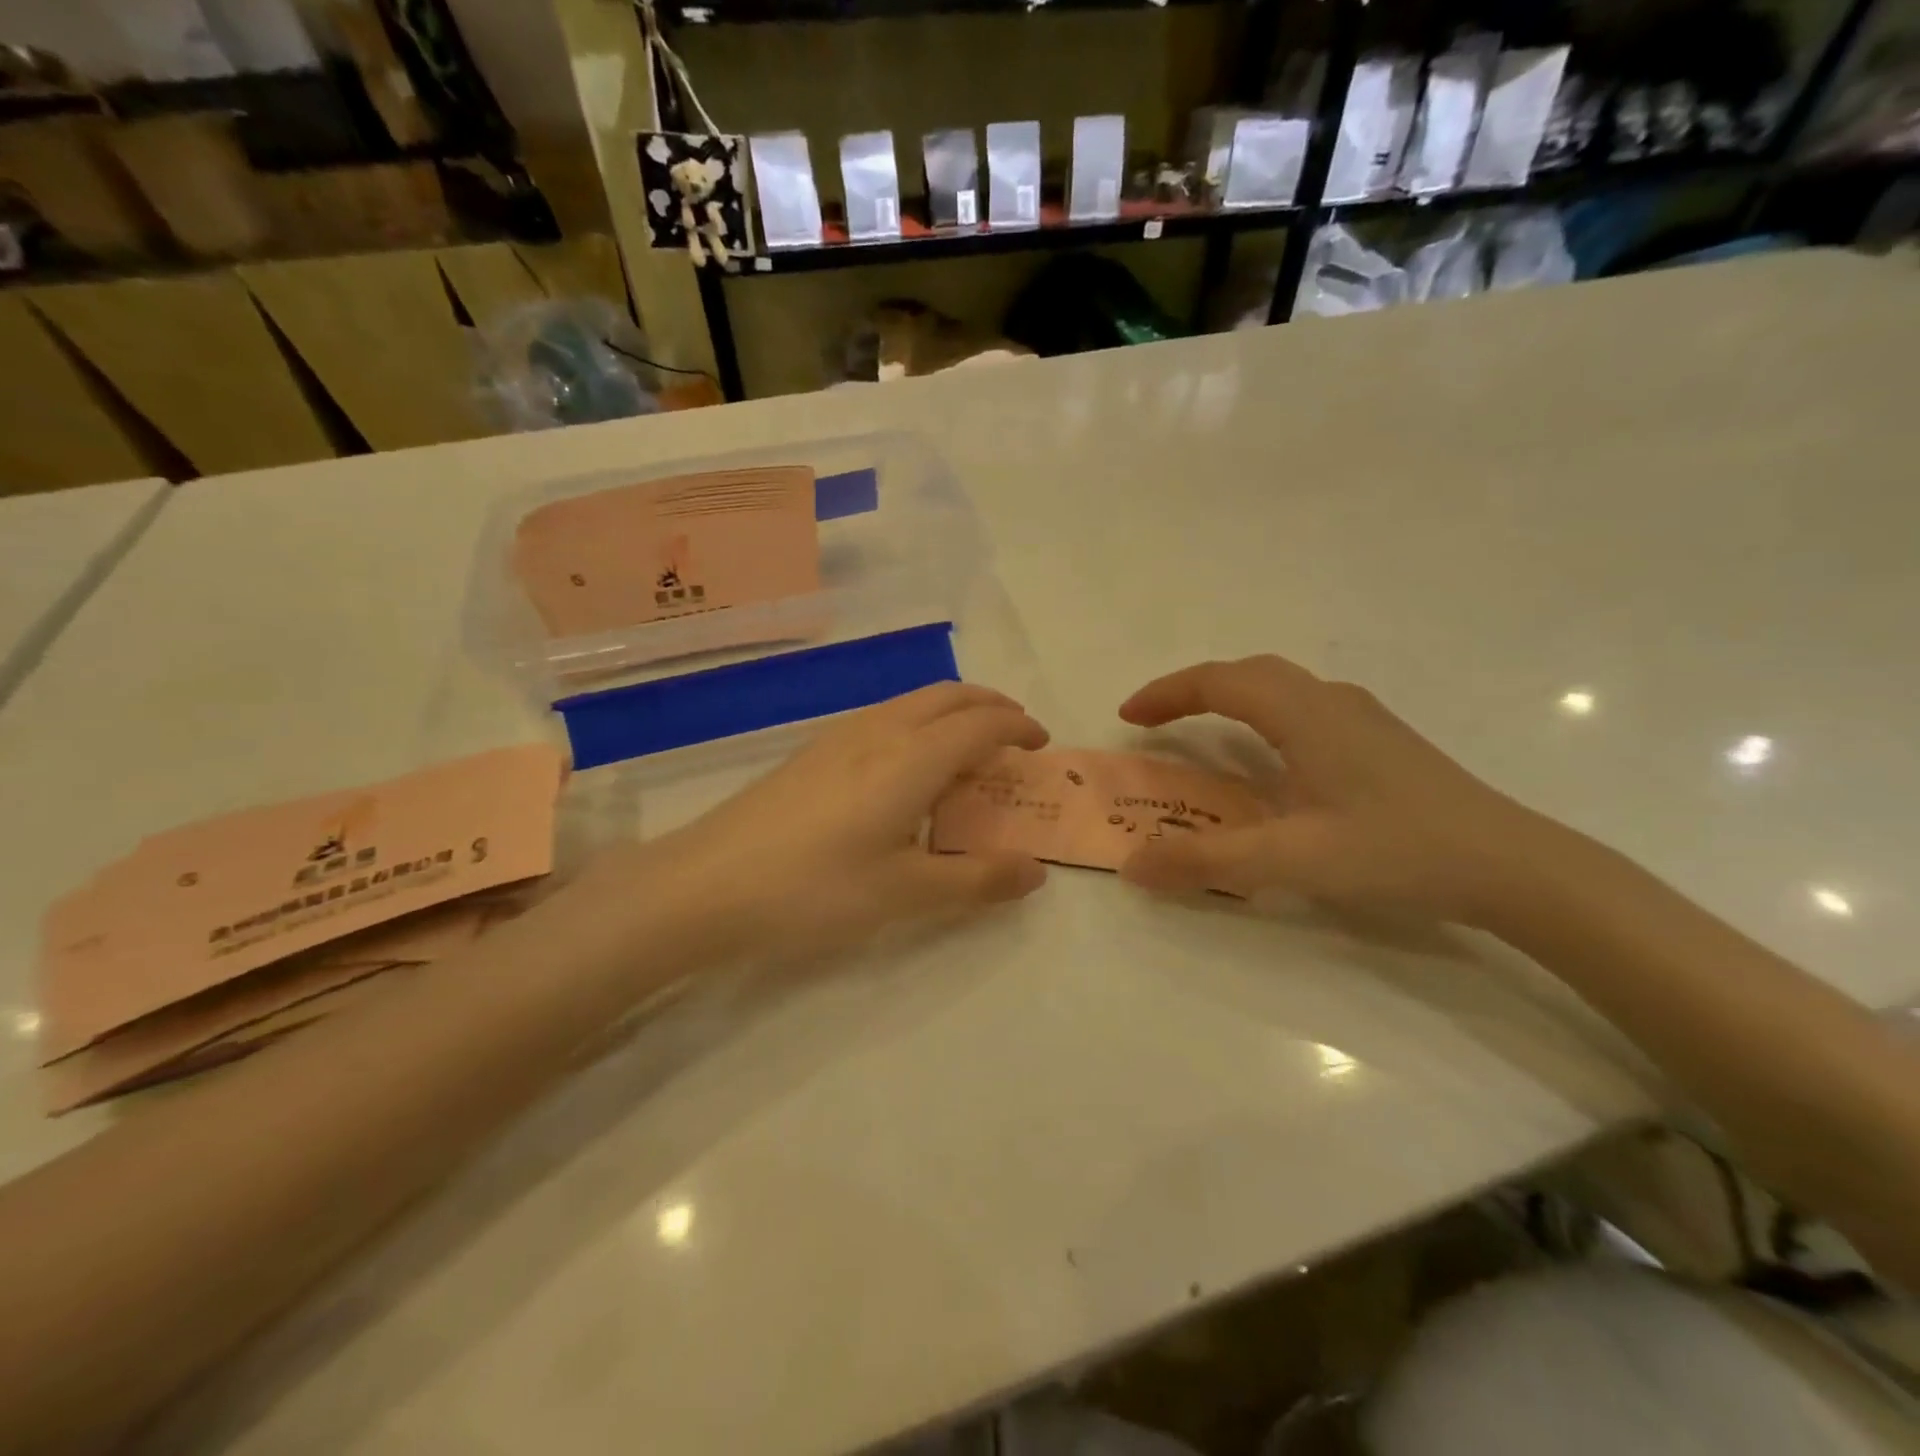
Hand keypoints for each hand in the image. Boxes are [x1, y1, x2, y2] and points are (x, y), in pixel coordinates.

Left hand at [635, 683, 1049, 959]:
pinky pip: (885, 717)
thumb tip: (1035, 872)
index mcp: (911, 758)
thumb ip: (975, 880)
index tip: (1042, 744)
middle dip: (991, 705)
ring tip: (968, 749)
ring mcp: (840, 736)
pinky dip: (919, 723)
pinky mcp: (813, 751)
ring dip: (953, 711)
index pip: (981, 723)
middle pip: (949, 696)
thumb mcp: (904, 894)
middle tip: (1016, 734)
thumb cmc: (814, 890)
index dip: (1019, 726)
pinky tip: (906, 765)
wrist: (705, 884)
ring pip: (913, 701)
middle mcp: (880, 731)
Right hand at [1117, 656, 1581, 924]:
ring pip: (1279, 687)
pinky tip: (1270, 757)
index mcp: (1304, 713)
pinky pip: (1302, 707)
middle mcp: (1330, 701)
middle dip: (1192, 690)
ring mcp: (1362, 718)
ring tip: (1201, 731)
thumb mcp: (1291, 859)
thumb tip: (1133, 866)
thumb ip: (1206, 862)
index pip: (1218, 682)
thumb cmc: (1397, 851)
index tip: (1127, 717)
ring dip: (1230, 698)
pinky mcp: (1380, 740)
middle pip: (1247, 674)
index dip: (1166, 694)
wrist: (1514, 867)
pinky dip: (1262, 716)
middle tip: (1155, 721)